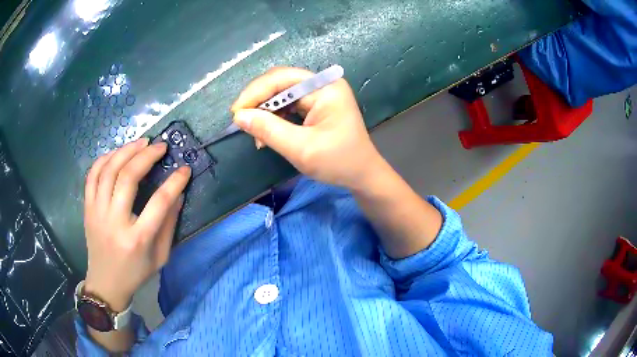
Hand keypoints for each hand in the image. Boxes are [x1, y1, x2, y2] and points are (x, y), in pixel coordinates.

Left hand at [83, 139, 190, 310]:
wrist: (106, 283)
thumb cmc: (136, 273)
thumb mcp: (160, 257)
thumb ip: (169, 226)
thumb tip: (177, 195)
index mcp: (137, 239)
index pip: (159, 203)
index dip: (175, 182)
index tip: (185, 169)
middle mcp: (114, 222)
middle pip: (128, 177)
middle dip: (147, 156)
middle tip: (160, 146)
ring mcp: (97, 213)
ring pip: (108, 170)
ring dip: (126, 151)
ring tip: (141, 142)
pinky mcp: (87, 208)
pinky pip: (92, 175)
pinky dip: (104, 159)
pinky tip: (117, 153)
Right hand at [231, 67, 383, 189]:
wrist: (362, 175)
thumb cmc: (338, 162)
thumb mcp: (301, 148)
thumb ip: (268, 130)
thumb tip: (239, 117)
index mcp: (325, 87)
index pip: (282, 78)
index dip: (255, 92)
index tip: (236, 113)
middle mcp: (322, 84)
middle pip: (281, 83)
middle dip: (258, 101)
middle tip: (241, 121)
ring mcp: (320, 94)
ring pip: (281, 94)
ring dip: (265, 112)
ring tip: (256, 135)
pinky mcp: (316, 105)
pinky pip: (288, 105)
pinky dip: (275, 118)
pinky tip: (267, 134)